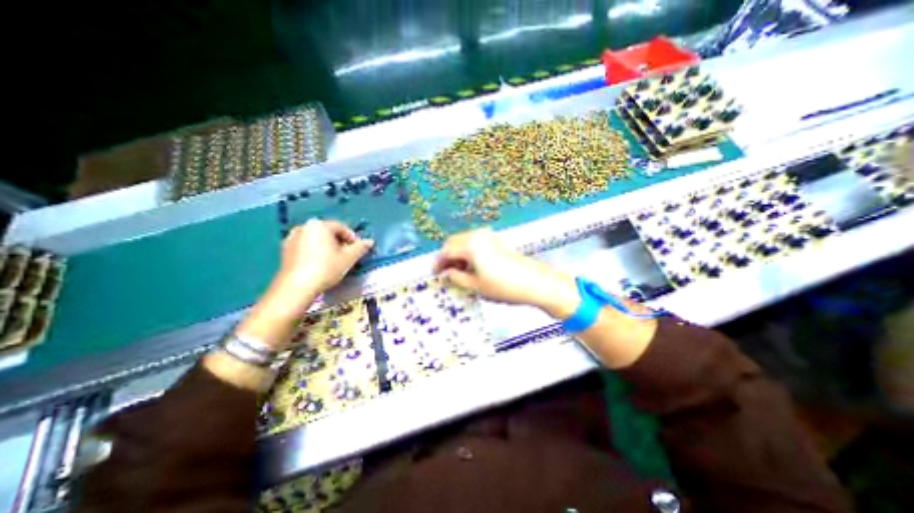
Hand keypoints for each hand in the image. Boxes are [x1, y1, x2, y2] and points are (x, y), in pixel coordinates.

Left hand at [280, 217, 376, 296]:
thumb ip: (361, 247)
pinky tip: (320, 264)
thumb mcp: (349, 258)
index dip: (352, 238)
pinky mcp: (285, 250)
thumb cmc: (325, 269)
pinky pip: (306, 246)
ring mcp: (292, 238)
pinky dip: (315, 252)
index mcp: (319, 225)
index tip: (358, 249)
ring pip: (316, 239)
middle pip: (328, 232)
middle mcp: (304, 227)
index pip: (341, 227)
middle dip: (339, 242)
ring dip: (327, 247)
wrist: (297, 287)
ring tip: (334, 261)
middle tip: (347, 256)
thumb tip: (370, 241)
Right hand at [433, 226, 577, 316]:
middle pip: (454, 242)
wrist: (535, 282)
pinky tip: (472, 265)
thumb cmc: (503, 286)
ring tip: (458, 272)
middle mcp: (477, 235)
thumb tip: (447, 273)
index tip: (435, 274)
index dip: (438, 263)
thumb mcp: (476, 286)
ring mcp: (488, 236)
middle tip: (445, 273)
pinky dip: (468, 252)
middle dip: (447, 256)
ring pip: (464, 241)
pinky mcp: (497, 240)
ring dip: (458, 254)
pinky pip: (475, 242)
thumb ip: (457, 278)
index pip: (446, 251)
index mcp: (470, 245)